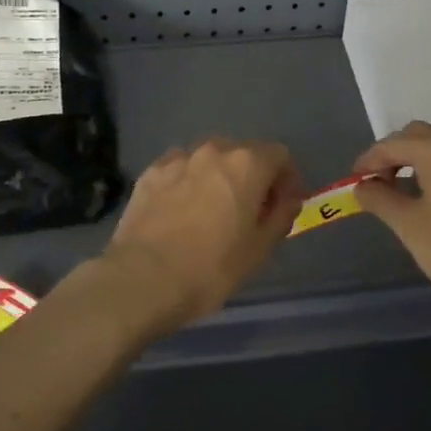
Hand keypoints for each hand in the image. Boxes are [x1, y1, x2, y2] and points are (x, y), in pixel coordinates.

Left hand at [87, 139, 303, 337]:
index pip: (279, 155)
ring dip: (217, 178)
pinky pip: (178, 170)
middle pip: (242, 153)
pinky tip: (180, 211)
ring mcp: (177, 159)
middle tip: (249, 211)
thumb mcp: (259, 250)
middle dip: (252, 177)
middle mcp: (212, 151)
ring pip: (208, 160)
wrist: (142, 279)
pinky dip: (187, 183)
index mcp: (246, 164)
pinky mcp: (149, 173)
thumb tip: (287, 200)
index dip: (287, 180)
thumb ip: (280, 216)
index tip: (283, 206)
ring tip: (211, 210)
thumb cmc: (211, 268)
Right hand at [352, 121, 430, 320]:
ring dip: (410, 162)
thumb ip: (380, 199)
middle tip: (373, 185)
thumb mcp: (410, 226)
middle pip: (416, 136)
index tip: (351, 183)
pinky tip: (422, 200)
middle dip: (390, 155)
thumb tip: (362, 186)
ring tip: (393, 193)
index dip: (368, 161)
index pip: (392, 144)